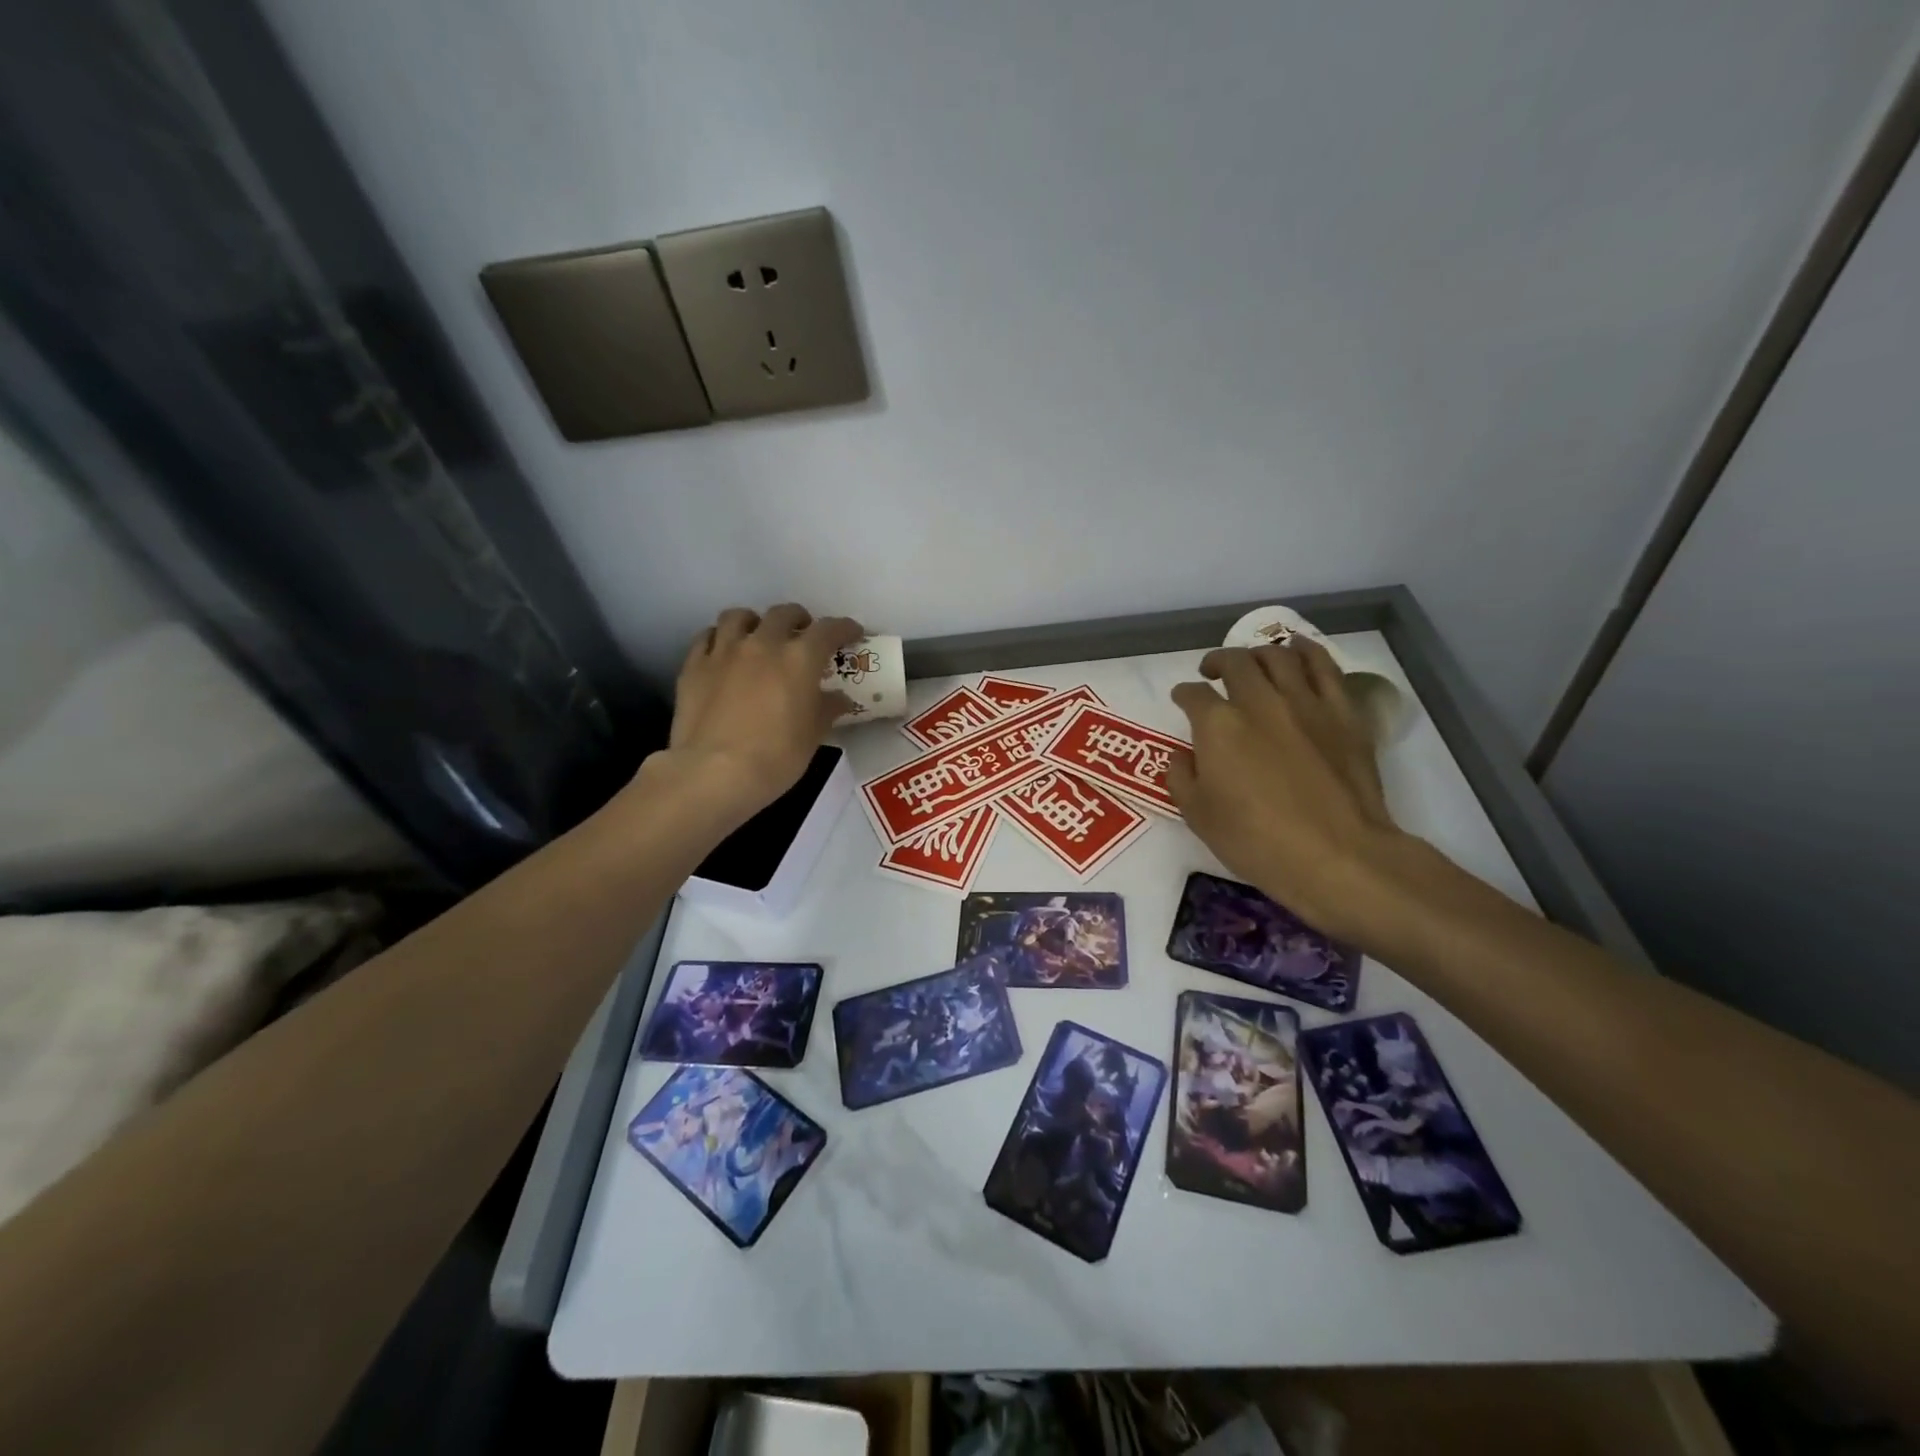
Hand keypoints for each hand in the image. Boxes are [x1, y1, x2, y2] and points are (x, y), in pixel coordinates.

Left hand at [651, 604, 862, 826]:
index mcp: (799, 658)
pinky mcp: (694, 666)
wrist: (714, 773)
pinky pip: (707, 637)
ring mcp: (724, 651)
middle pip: (783, 614)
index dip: (844, 628)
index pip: (828, 630)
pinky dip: (720, 639)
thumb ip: (827, 709)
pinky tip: (724, 653)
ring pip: (739, 616)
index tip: (852, 633)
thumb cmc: (775, 757)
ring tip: (759, 636)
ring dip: (755, 622)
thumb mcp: (813, 736)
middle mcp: (762, 644)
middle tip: (803, 634)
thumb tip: (839, 699)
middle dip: (798, 619)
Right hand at [1166, 640, 1409, 948]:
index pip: (1193, 695)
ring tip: (1253, 660)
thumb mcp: (1199, 817)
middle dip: (1218, 662)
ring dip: (1259, 653)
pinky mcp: (1343, 713)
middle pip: (1235, 663)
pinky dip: (1307, 652)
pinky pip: (1325, 667)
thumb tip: (1182, 755)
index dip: (1184, 694)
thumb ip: (1181, 778)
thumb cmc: (1257, 841)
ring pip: (1278, 657)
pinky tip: (1298, 651)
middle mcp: (1259, 701)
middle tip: (1213, 672)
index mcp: (1218, 725)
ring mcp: (1305, 703)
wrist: (1337, 855)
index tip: (1182, 699)